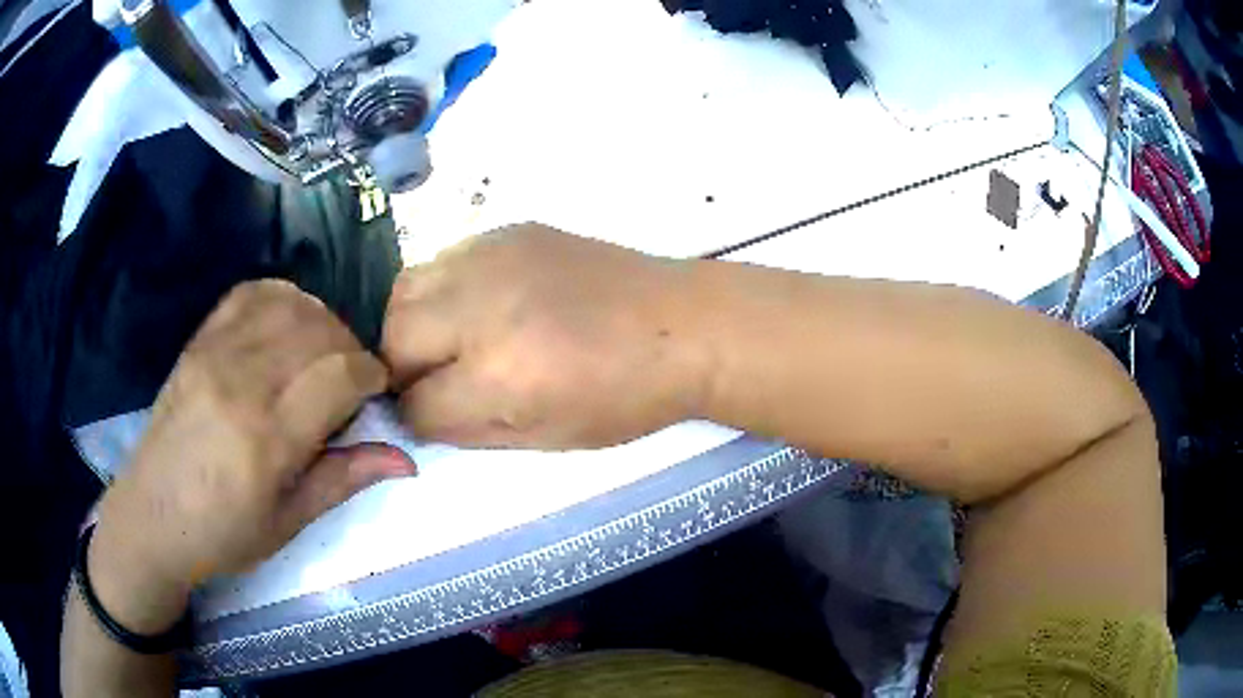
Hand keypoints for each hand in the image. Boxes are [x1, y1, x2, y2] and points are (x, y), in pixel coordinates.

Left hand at [91, 280, 414, 632]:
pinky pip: (249, 295)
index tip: (378, 390)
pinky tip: (288, 323)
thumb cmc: (223, 535)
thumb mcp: (288, 523)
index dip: (372, 374)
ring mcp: (214, 354)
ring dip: (320, 320)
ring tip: (322, 352)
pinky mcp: (198, 342)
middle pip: (319, 331)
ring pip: (289, 305)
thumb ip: (343, 479)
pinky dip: (281, 298)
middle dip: (351, 348)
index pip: (340, 374)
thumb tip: (406, 461)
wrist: (152, 517)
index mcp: (267, 439)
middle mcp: (242, 383)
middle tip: (351, 380)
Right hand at [382, 224, 707, 448]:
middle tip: (433, 378)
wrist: (682, 325)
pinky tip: (477, 305)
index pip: (415, 404)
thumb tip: (418, 412)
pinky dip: (442, 290)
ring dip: (411, 323)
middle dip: (399, 367)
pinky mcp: (508, 231)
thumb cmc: (625, 396)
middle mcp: (481, 307)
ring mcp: (492, 258)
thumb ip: (467, 428)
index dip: (418, 418)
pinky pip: (443, 260)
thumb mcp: (545, 437)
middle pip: (392, 337)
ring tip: (446, 340)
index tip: (433, 416)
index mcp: (499, 374)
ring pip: (405, 290)